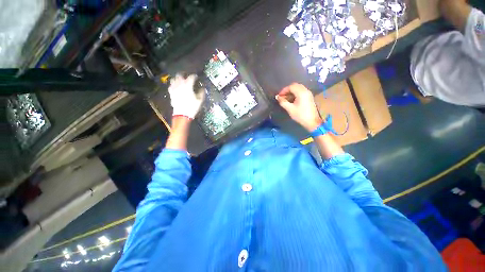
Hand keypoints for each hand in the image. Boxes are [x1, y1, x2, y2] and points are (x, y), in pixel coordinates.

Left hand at [168, 74, 204, 118]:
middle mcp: (180, 85)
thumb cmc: (192, 107)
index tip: (196, 77)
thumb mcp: (200, 101)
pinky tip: (175, 86)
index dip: (194, 76)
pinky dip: (173, 85)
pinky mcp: (171, 93)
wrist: (182, 114)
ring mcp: (174, 88)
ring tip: (180, 80)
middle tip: (186, 75)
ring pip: (173, 79)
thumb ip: (201, 93)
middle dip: (183, 74)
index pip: (191, 77)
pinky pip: (171, 86)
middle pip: (180, 75)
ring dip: (177, 78)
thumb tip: (203, 89)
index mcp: (188, 85)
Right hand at [276, 83, 322, 131]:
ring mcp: (308, 94)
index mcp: (301, 93)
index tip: (279, 96)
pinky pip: (301, 92)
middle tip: (282, 96)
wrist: (312, 122)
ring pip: (298, 88)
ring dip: (291, 92)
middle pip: (295, 86)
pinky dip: (295, 94)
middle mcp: (306, 91)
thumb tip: (277, 97)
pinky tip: (291, 100)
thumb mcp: (290, 109)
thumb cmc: (300, 115)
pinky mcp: (309, 97)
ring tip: (285, 99)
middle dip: (287, 90)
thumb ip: (283, 102)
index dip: (284, 90)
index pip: (291, 87)